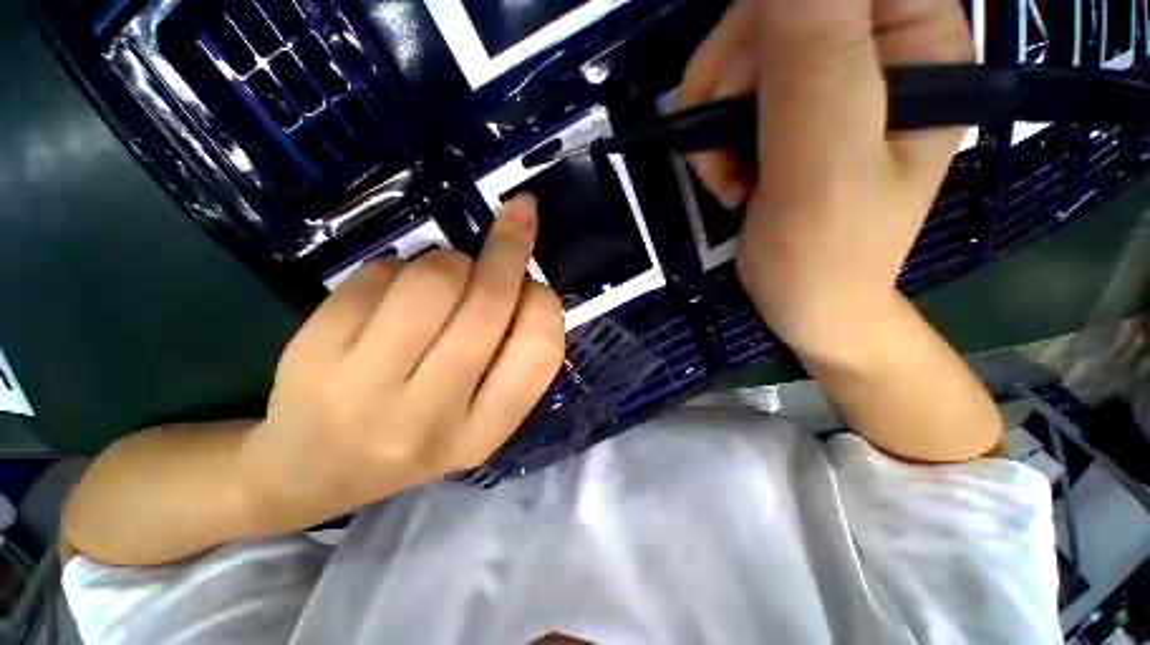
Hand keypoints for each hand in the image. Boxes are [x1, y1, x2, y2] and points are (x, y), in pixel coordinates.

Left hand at [239, 196, 563, 531]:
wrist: (312, 473)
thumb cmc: (415, 436)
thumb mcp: (480, 415)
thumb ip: (512, 355)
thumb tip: (525, 274)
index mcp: (484, 430)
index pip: (540, 349)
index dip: (544, 302)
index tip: (533, 283)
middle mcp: (432, 414)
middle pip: (488, 303)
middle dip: (508, 247)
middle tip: (516, 217)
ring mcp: (367, 388)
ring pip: (433, 279)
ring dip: (449, 261)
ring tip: (439, 278)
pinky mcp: (314, 356)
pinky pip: (377, 274)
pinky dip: (394, 268)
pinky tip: (386, 295)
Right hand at [682, 0, 972, 351]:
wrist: (806, 300)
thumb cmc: (824, 252)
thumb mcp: (822, 161)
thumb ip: (815, 58)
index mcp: (917, 42)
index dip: (770, 20)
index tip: (739, 84)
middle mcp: (878, 45)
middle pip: (776, 10)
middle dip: (728, 77)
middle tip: (718, 150)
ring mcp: (828, 77)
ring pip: (741, 50)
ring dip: (712, 114)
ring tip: (724, 176)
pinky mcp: (788, 109)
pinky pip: (728, 91)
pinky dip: (711, 134)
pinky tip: (725, 176)